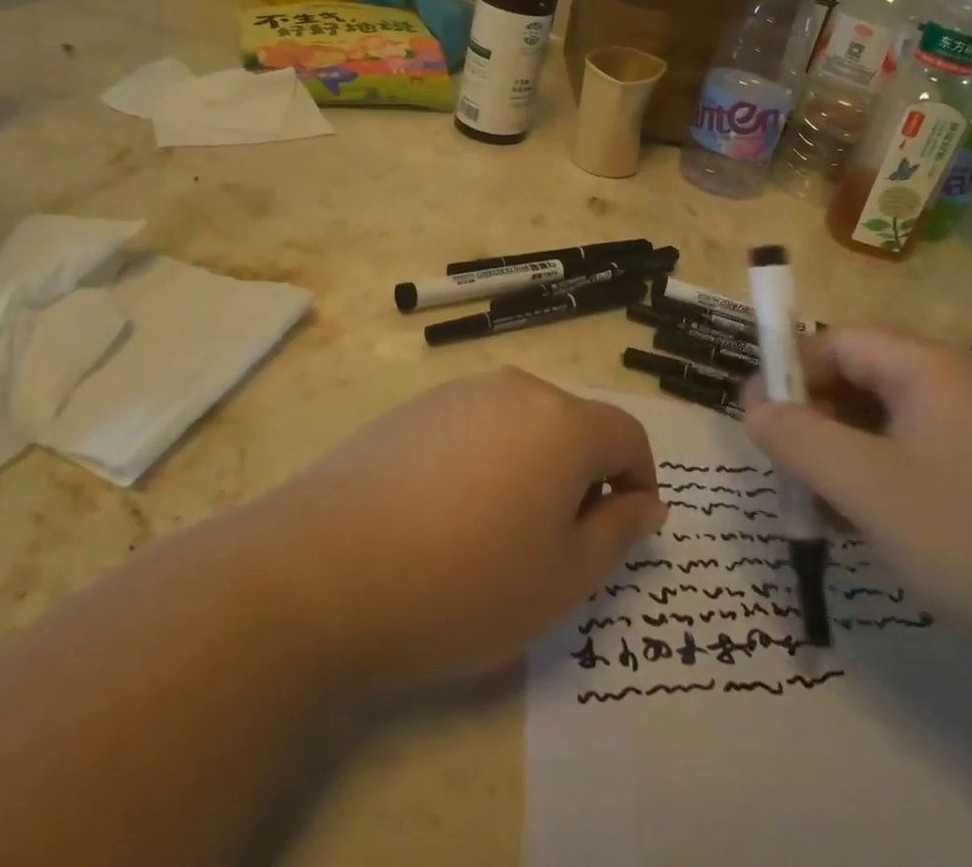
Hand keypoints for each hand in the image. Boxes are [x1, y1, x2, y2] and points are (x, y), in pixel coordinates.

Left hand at [264, 369, 664, 692]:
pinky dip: (484, 462)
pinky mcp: (414, 408)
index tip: (623, 531)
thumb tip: (648, 503)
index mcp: (562, 422)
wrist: (322, 571)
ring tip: (496, 533)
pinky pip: (474, 427)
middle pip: (574, 425)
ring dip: (532, 468)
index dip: (639, 481)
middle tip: (556, 545)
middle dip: (582, 477)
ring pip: (522, 425)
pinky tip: (445, 515)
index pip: (627, 434)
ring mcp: (459, 392)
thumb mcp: (563, 578)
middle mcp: (516, 389)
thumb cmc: (464, 582)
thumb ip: (620, 533)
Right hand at [745, 326, 971, 673]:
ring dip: (850, 455)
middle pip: (865, 378)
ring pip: (894, 423)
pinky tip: (884, 529)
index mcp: (930, 367)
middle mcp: (961, 383)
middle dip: (818, 420)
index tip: (760, 419)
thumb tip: (754, 405)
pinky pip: (928, 456)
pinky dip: (890, 479)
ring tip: (831, 511)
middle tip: (791, 472)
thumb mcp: (869, 489)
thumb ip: (800, 440)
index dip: (791, 371)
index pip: (838, 341)